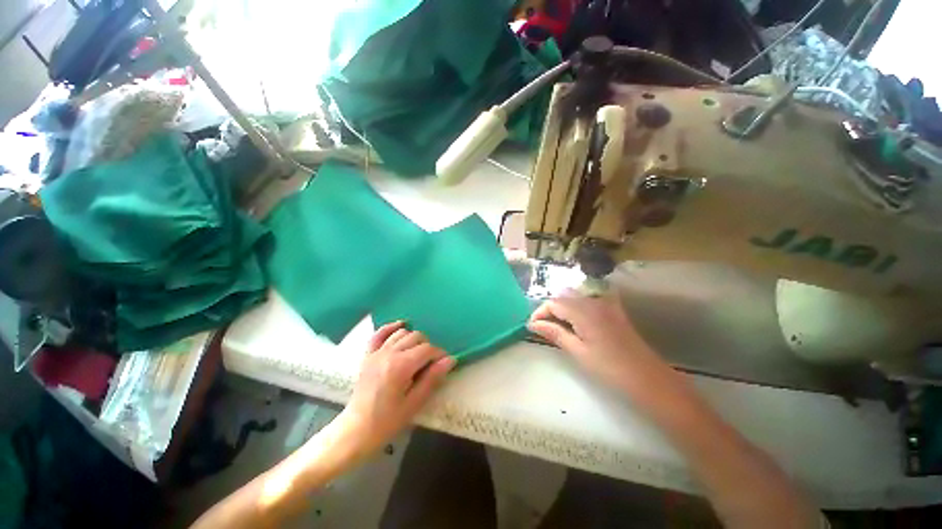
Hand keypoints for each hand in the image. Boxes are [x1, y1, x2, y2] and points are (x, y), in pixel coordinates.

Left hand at [336, 321, 454, 455]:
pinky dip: (390, 327)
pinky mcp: (368, 355)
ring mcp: (377, 352)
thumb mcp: (414, 403)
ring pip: (401, 333)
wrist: (357, 430)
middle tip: (430, 362)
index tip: (444, 364)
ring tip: (417, 353)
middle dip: (427, 346)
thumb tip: (450, 360)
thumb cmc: (388, 420)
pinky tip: (401, 326)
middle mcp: (389, 353)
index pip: (427, 349)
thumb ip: (432, 378)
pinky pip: (379, 334)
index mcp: (401, 366)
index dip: (439, 354)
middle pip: (416, 337)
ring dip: (413, 338)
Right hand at [528, 290, 655, 388]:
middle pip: (563, 297)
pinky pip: (589, 301)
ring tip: (556, 327)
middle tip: (542, 328)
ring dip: (562, 309)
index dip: (539, 313)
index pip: (553, 303)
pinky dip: (577, 307)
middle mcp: (593, 301)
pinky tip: (576, 321)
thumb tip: (532, 324)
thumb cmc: (610, 368)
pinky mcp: (613, 310)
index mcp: (583, 311)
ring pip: (575, 298)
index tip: (532, 327)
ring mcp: (605, 304)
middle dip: (549, 310)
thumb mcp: (578, 351)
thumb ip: (554, 333)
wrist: (648, 378)